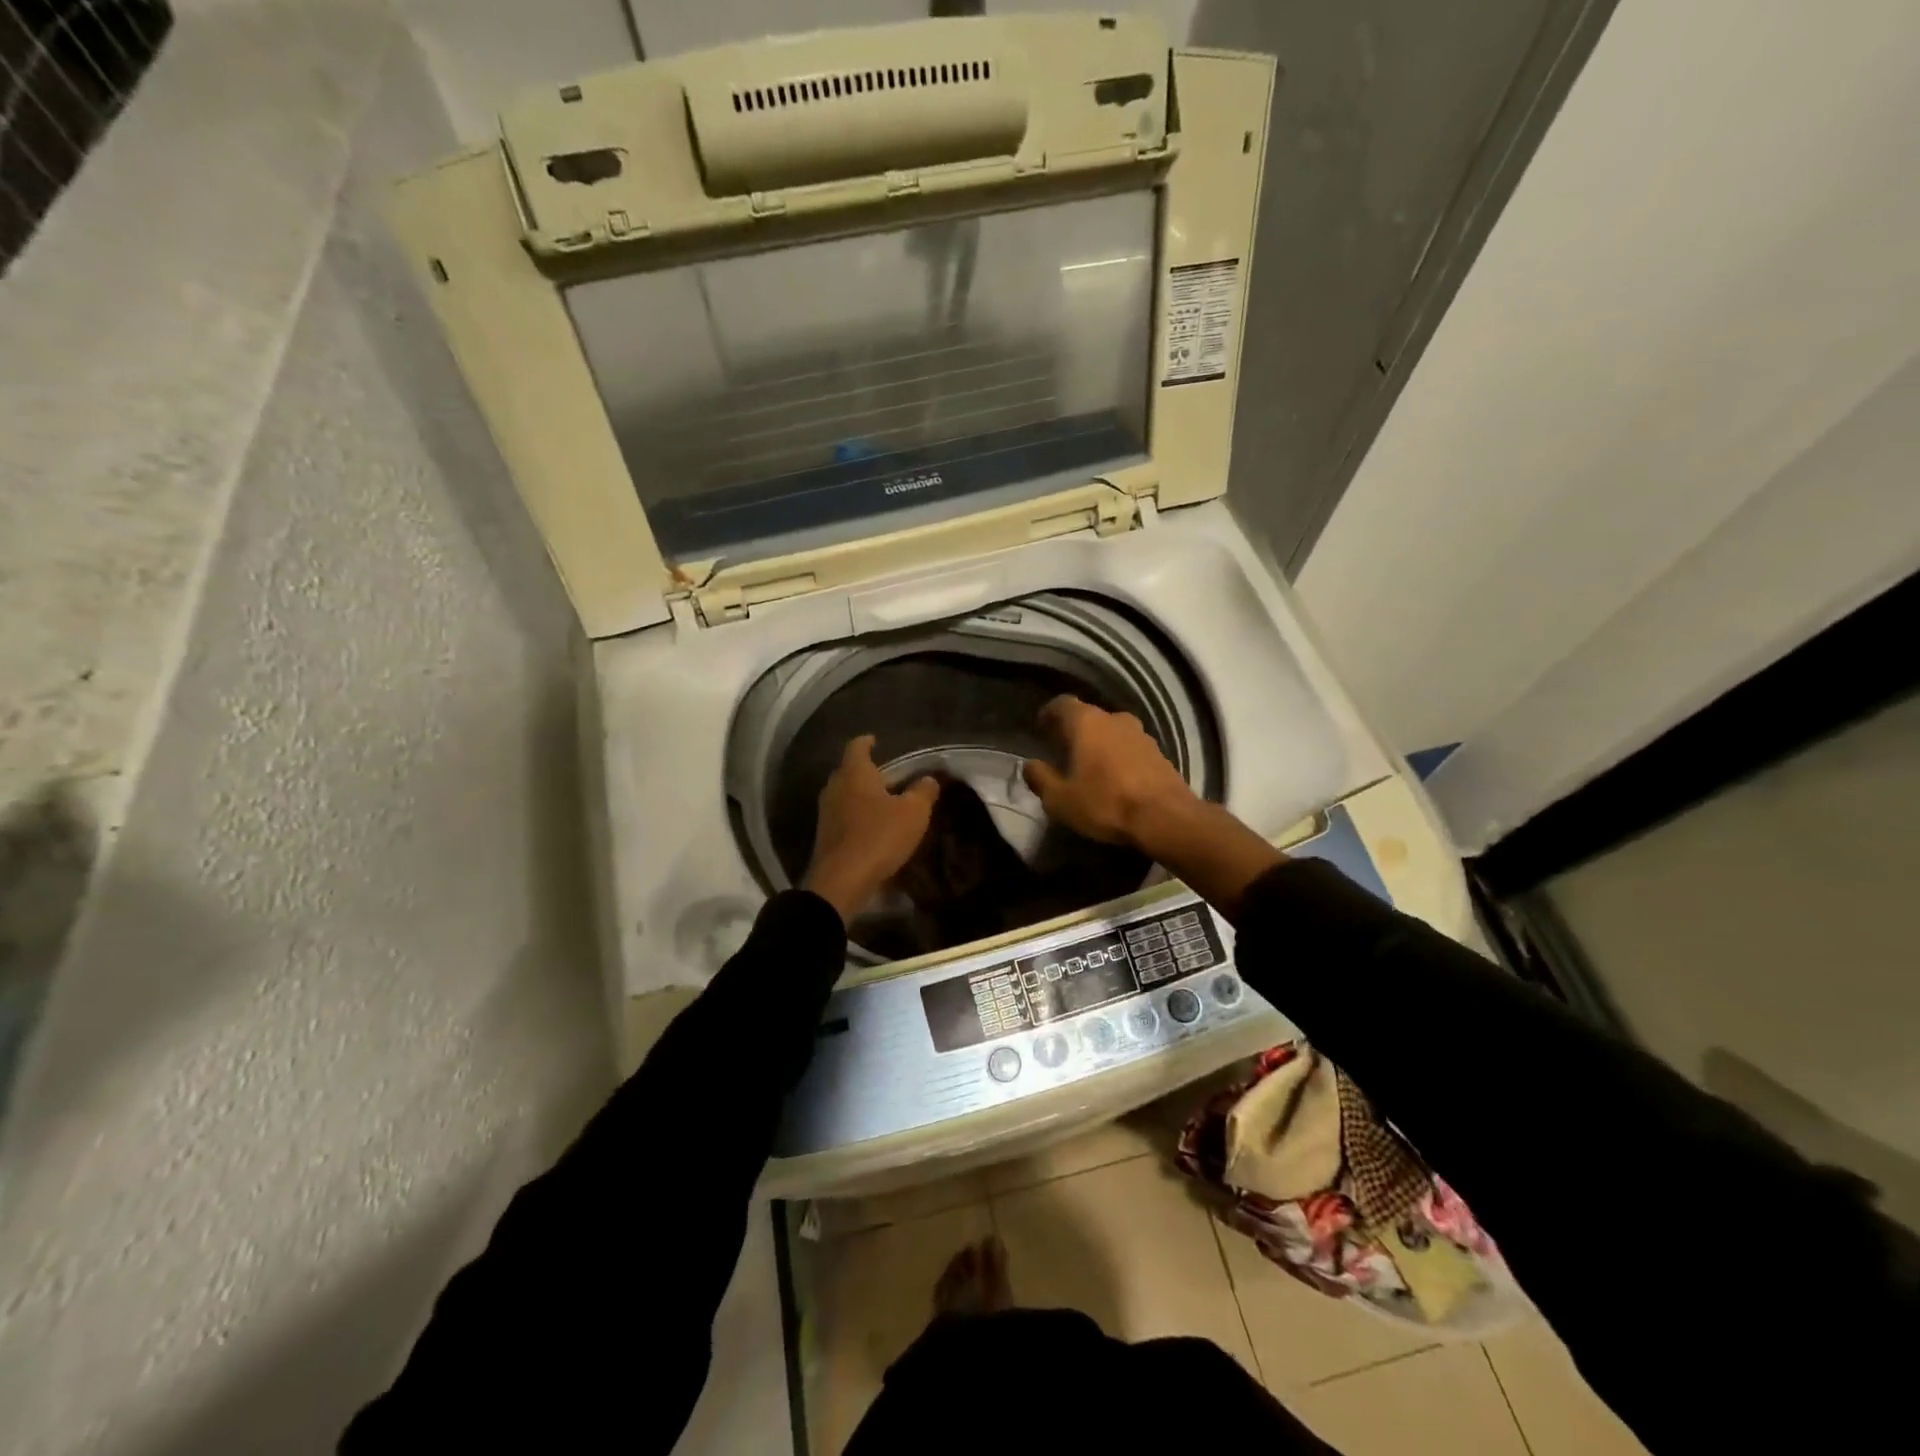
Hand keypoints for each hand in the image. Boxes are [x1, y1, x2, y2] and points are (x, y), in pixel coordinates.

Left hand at [802, 735, 940, 923]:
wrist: (842, 881)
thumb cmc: (878, 836)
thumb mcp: (913, 813)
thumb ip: (924, 791)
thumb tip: (929, 779)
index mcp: (854, 773)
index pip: (857, 746)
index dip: (867, 741)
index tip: (876, 740)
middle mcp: (835, 787)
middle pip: (849, 771)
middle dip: (867, 771)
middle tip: (889, 776)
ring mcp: (826, 813)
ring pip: (845, 795)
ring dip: (862, 796)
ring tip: (884, 802)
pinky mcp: (825, 836)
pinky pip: (843, 817)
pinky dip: (857, 816)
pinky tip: (873, 827)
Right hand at [1022, 696, 1196, 848]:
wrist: (1165, 818)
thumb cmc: (1105, 802)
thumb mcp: (1060, 799)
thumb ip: (1041, 779)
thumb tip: (1029, 765)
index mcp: (1087, 722)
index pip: (1062, 704)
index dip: (1049, 714)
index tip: (1041, 727)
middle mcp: (1115, 719)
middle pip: (1089, 716)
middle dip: (1074, 731)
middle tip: (1062, 749)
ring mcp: (1141, 734)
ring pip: (1112, 732)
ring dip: (1099, 744)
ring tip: (1090, 766)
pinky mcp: (1160, 754)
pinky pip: (1130, 748)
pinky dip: (1119, 757)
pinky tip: (1115, 778)